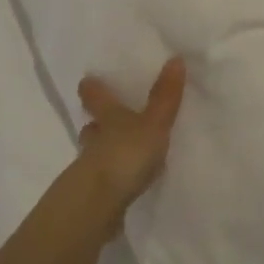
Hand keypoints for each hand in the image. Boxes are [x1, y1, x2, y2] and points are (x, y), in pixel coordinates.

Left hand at [74, 57, 185, 210]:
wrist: (98, 205)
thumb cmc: (125, 154)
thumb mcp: (152, 124)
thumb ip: (165, 96)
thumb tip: (175, 58)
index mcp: (107, 117)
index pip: (94, 96)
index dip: (92, 88)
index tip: (87, 81)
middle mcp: (94, 139)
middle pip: (91, 126)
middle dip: (97, 123)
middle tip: (104, 120)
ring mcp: (90, 168)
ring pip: (94, 153)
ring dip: (103, 151)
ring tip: (120, 153)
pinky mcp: (95, 195)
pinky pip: (103, 180)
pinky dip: (111, 178)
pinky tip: (123, 183)